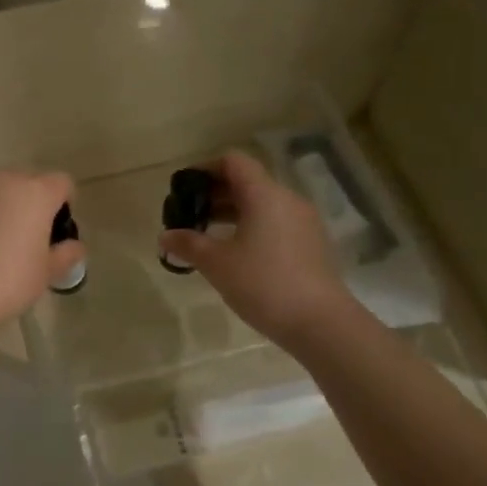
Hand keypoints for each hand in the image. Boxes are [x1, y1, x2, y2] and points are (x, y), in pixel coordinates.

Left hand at [0, 169, 80, 329]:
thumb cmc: (9, 278)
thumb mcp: (47, 272)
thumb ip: (66, 254)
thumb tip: (75, 247)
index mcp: (35, 191)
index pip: (62, 183)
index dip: (66, 205)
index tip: (60, 234)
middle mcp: (5, 181)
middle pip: (31, 183)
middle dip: (37, 205)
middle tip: (35, 241)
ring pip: (3, 192)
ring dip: (10, 210)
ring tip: (7, 247)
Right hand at [159, 152, 349, 351]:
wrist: (320, 323)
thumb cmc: (263, 284)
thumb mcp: (217, 264)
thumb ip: (188, 244)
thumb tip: (165, 236)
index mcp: (264, 195)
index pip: (233, 162)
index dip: (205, 168)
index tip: (183, 189)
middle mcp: (287, 200)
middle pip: (247, 181)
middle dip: (214, 193)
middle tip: (188, 214)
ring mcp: (303, 222)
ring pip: (261, 203)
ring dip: (232, 212)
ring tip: (206, 235)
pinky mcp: (310, 243)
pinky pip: (274, 222)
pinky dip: (251, 226)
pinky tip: (235, 252)